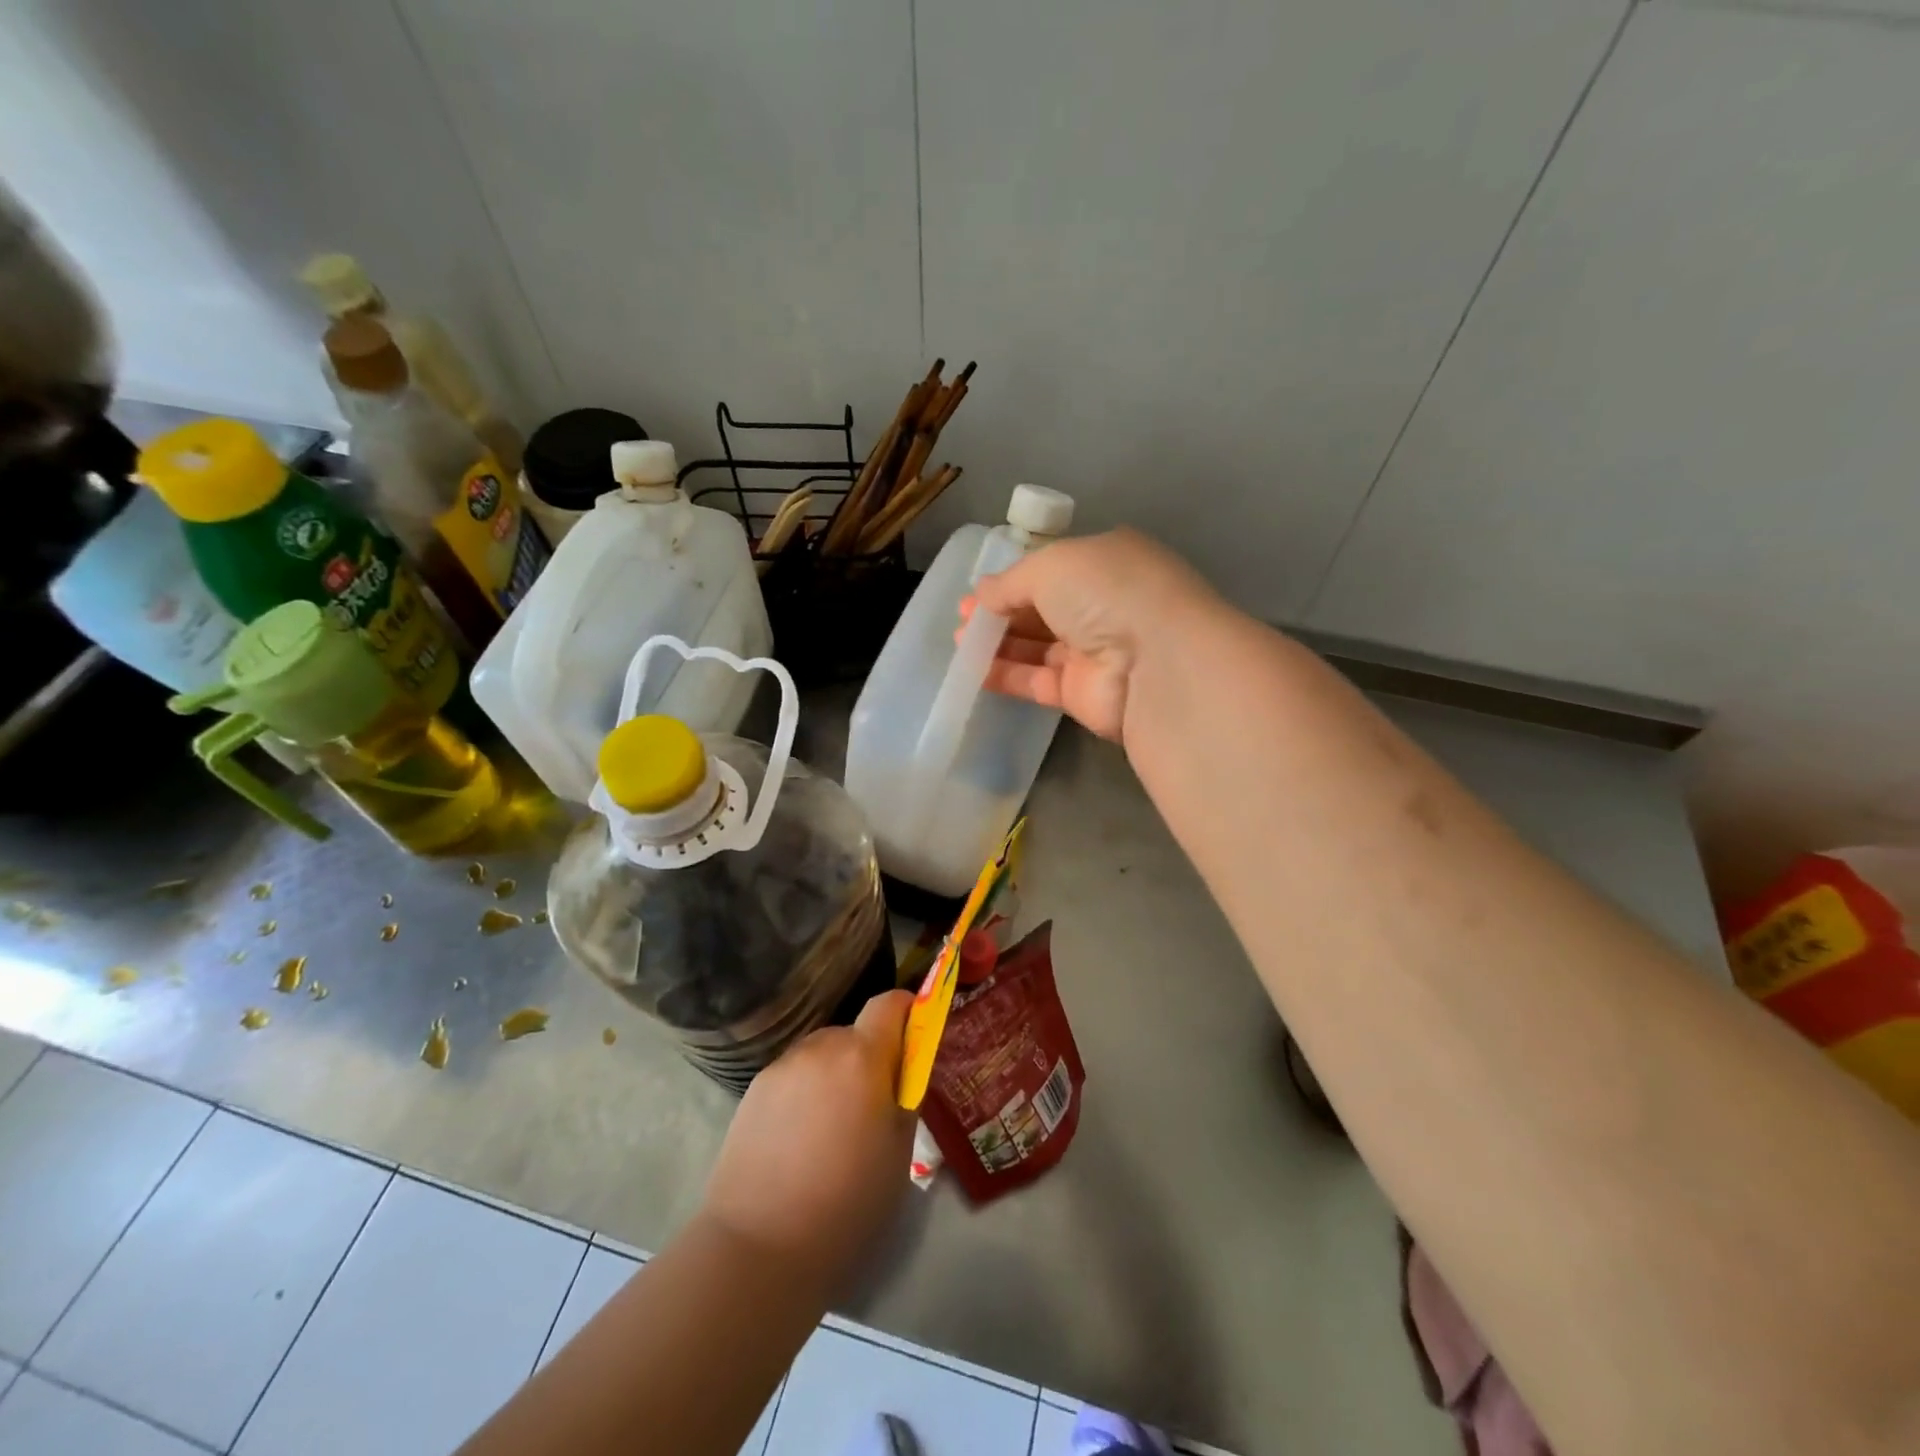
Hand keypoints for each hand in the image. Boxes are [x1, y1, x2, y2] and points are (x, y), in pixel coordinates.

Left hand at [699, 991, 914, 1288]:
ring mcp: (782, 1066)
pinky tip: (799, 1140)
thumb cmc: (846, 1202)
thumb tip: (902, 1073)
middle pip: (854, 1032)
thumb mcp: (900, 1151)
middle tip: (872, 1104)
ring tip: (831, 1128)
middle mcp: (820, 1048)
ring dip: (835, 1073)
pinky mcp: (753, 1090)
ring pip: (821, 1054)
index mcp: (862, 1057)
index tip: (914, 1034)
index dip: (906, 1010)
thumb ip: (905, 1097)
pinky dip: (805, 1092)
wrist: (758, 1246)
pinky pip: (793, 1076)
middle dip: (869, 1055)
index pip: (889, 1003)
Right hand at [963, 528, 1221, 741]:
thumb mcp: (1052, 565)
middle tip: (962, 619)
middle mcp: (1104, 606)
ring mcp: (1095, 652)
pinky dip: (1006, 675)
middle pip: (1042, 609)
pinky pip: (1037, 681)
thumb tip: (983, 592)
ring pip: (1038, 646)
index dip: (1012, 580)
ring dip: (998, 643)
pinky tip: (973, 671)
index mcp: (1106, 563)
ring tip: (961, 643)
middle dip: (1001, 612)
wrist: (1155, 663)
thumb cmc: (1106, 592)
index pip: (1052, 569)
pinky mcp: (1083, 693)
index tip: (977, 592)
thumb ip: (1011, 580)